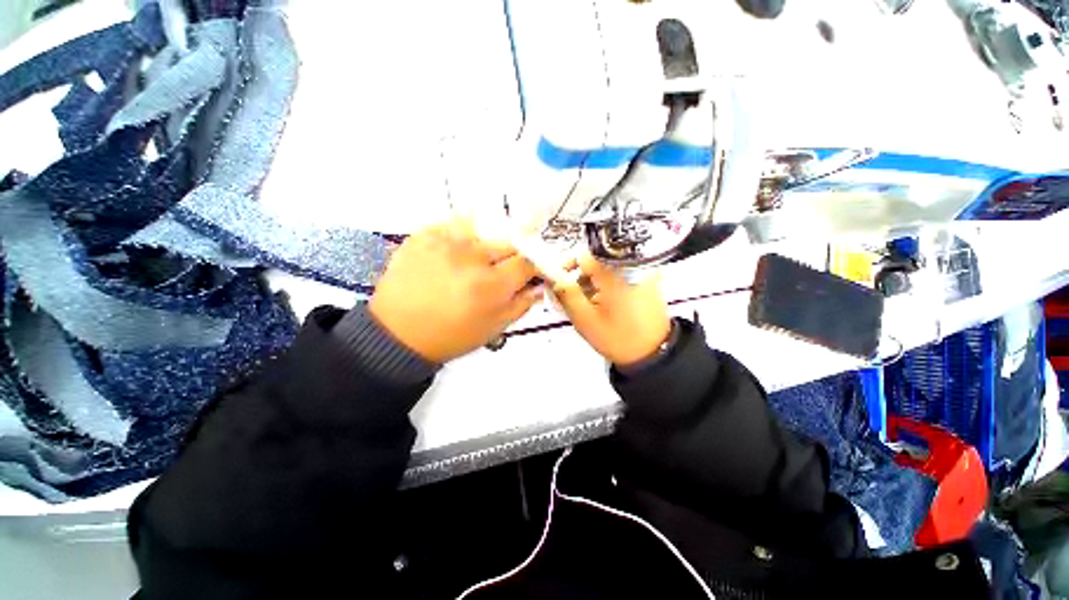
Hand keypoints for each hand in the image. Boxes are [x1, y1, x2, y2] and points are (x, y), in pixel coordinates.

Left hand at [369, 219, 541, 362]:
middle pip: (508, 244)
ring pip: (483, 232)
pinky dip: (459, 239)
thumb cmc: (451, 336)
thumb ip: (521, 305)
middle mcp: (472, 258)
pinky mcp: (424, 235)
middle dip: (509, 259)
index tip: (528, 274)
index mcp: (492, 285)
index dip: (532, 268)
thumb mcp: (493, 328)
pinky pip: (453, 226)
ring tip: (471, 264)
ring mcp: (446, 242)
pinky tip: (452, 256)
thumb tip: (539, 287)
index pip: (527, 262)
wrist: (398, 333)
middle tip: (497, 274)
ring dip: (484, 247)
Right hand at [553, 255, 671, 366]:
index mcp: (616, 272)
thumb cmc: (619, 338)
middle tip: (571, 297)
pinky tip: (601, 302)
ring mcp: (641, 270)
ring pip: (605, 267)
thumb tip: (553, 276)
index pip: (583, 257)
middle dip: (579, 277)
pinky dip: (605, 284)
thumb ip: (566, 294)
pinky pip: (618, 273)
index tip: (559, 283)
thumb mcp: (585, 319)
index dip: (566, 268)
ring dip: (592, 282)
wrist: (654, 353)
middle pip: (594, 261)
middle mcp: (631, 265)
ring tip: (587, 303)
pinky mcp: (646, 278)